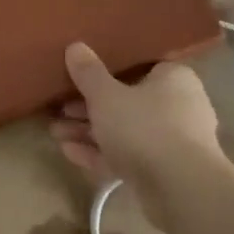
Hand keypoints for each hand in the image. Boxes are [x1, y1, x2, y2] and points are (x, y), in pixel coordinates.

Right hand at [50, 43, 223, 197]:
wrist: (179, 187)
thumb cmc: (144, 126)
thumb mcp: (106, 95)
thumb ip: (88, 73)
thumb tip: (75, 46)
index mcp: (174, 79)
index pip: (140, 67)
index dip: (107, 72)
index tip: (79, 78)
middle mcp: (179, 106)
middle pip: (127, 102)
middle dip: (88, 108)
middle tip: (59, 109)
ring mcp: (172, 141)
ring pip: (124, 131)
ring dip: (88, 132)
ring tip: (55, 133)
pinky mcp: (164, 171)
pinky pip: (127, 156)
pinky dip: (99, 154)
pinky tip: (68, 153)